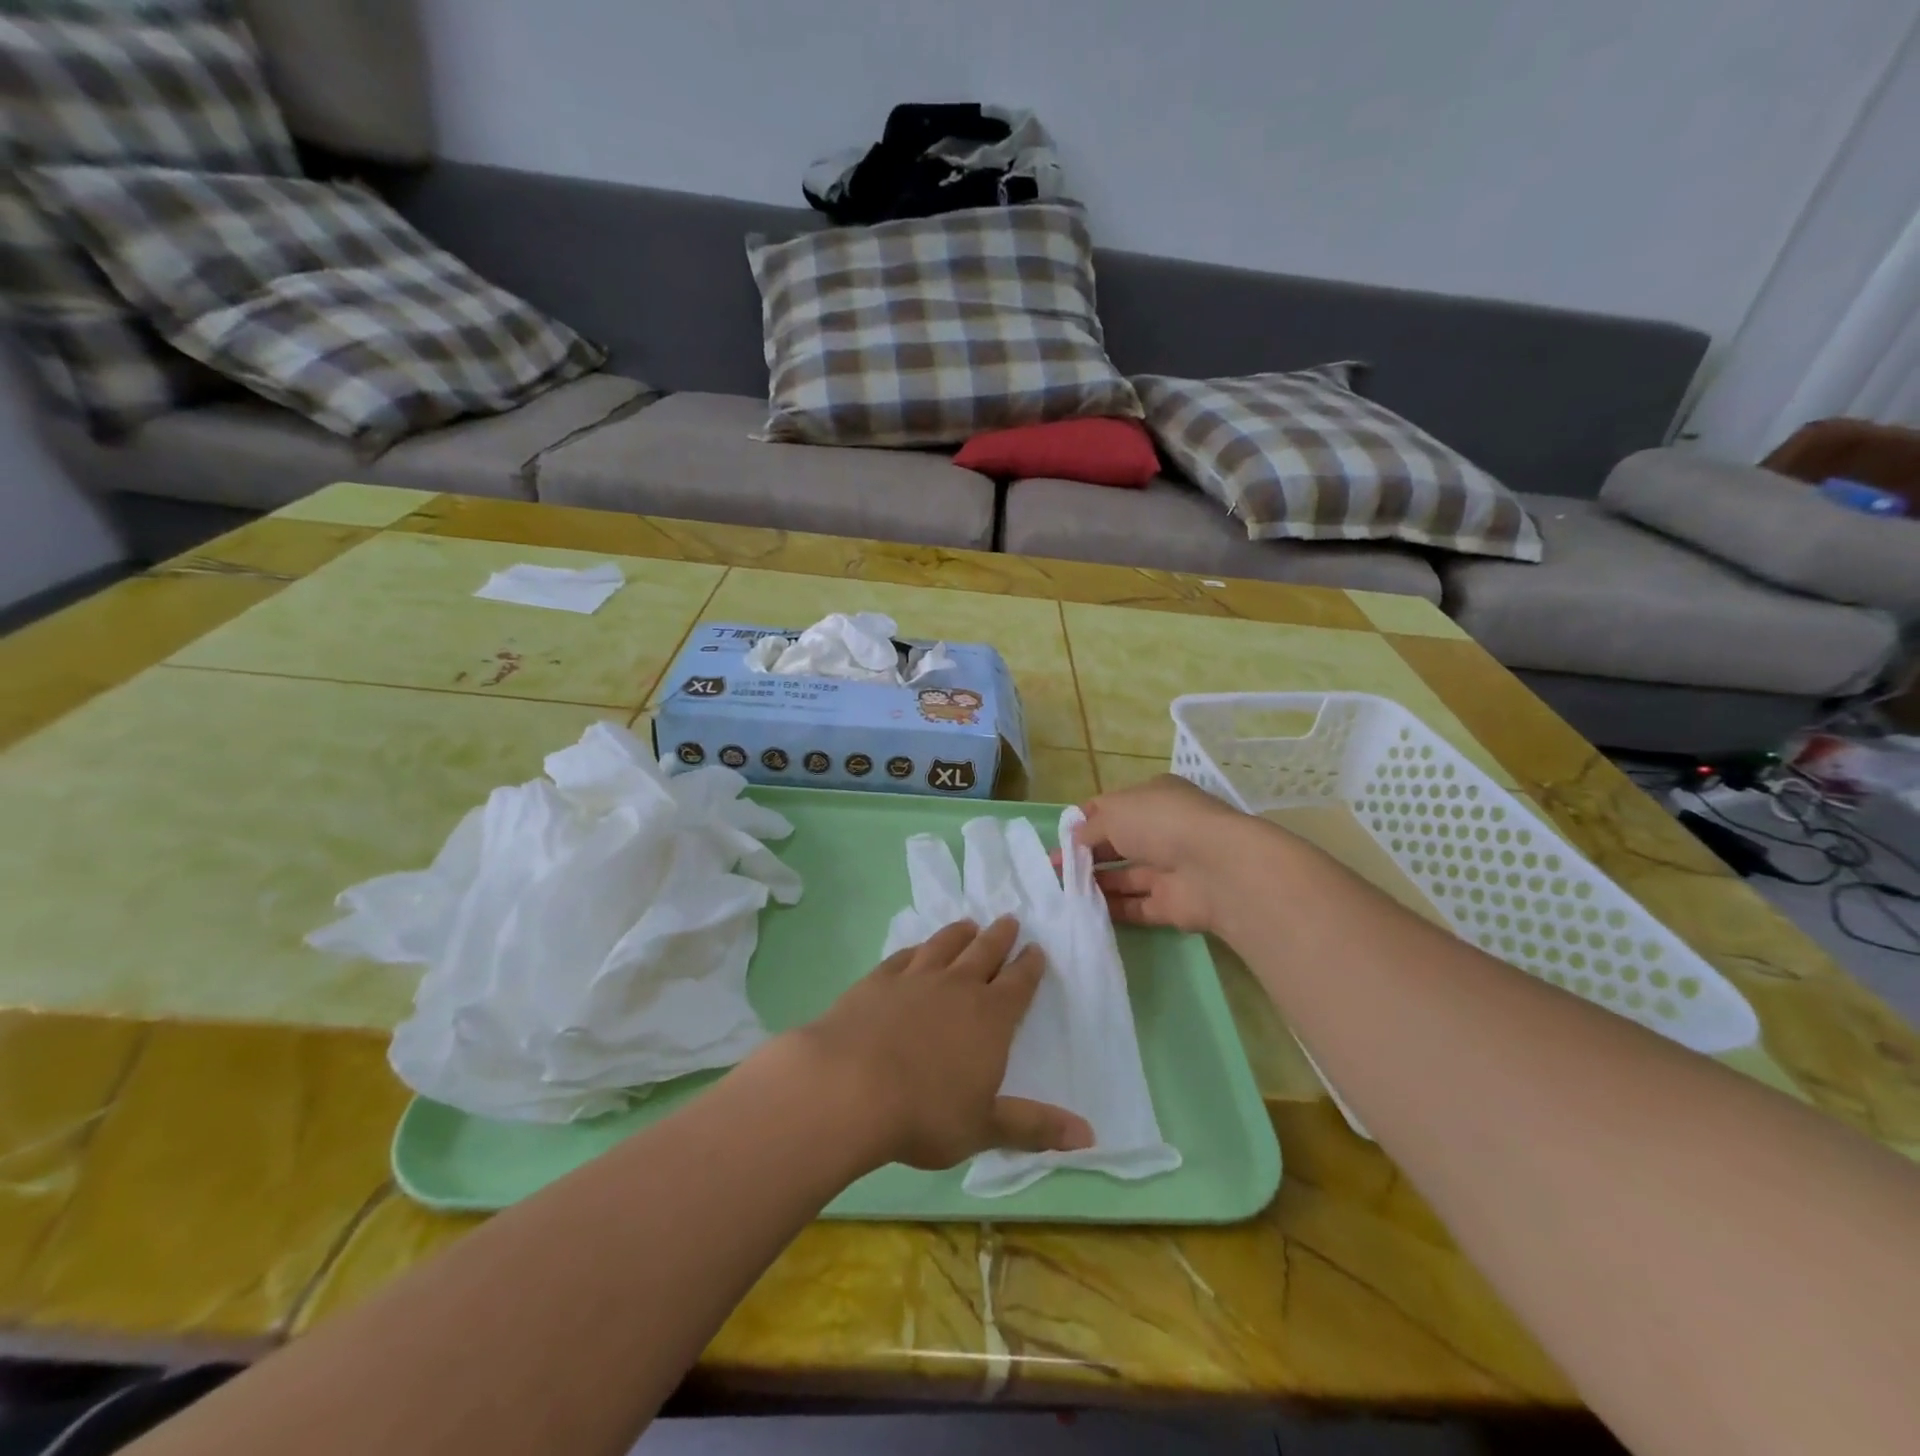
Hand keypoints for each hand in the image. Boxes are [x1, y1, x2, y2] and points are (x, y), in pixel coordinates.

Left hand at [789, 917, 1092, 1170]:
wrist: (849, 1086)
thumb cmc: (924, 1114)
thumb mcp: (984, 1127)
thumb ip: (1035, 1127)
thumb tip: (1090, 1136)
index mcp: (990, 1017)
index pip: (1019, 983)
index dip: (1030, 965)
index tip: (1036, 950)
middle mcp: (957, 987)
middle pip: (985, 951)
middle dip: (1000, 936)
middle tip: (1009, 920)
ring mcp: (915, 978)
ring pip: (945, 944)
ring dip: (960, 933)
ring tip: (968, 925)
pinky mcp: (878, 980)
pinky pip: (904, 956)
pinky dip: (916, 949)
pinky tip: (916, 949)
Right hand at [1077, 774, 1259, 934]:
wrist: (1214, 868)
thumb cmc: (1160, 823)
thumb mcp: (1115, 813)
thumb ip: (1091, 827)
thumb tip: (1075, 840)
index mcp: (1154, 798)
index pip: (1113, 808)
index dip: (1084, 822)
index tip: (1060, 839)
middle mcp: (1164, 830)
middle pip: (1118, 844)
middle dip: (1085, 855)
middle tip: (1054, 870)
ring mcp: (1170, 868)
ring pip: (1126, 876)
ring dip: (1096, 883)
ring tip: (1062, 892)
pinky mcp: (1173, 904)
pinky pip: (1136, 906)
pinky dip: (1112, 908)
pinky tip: (1084, 911)